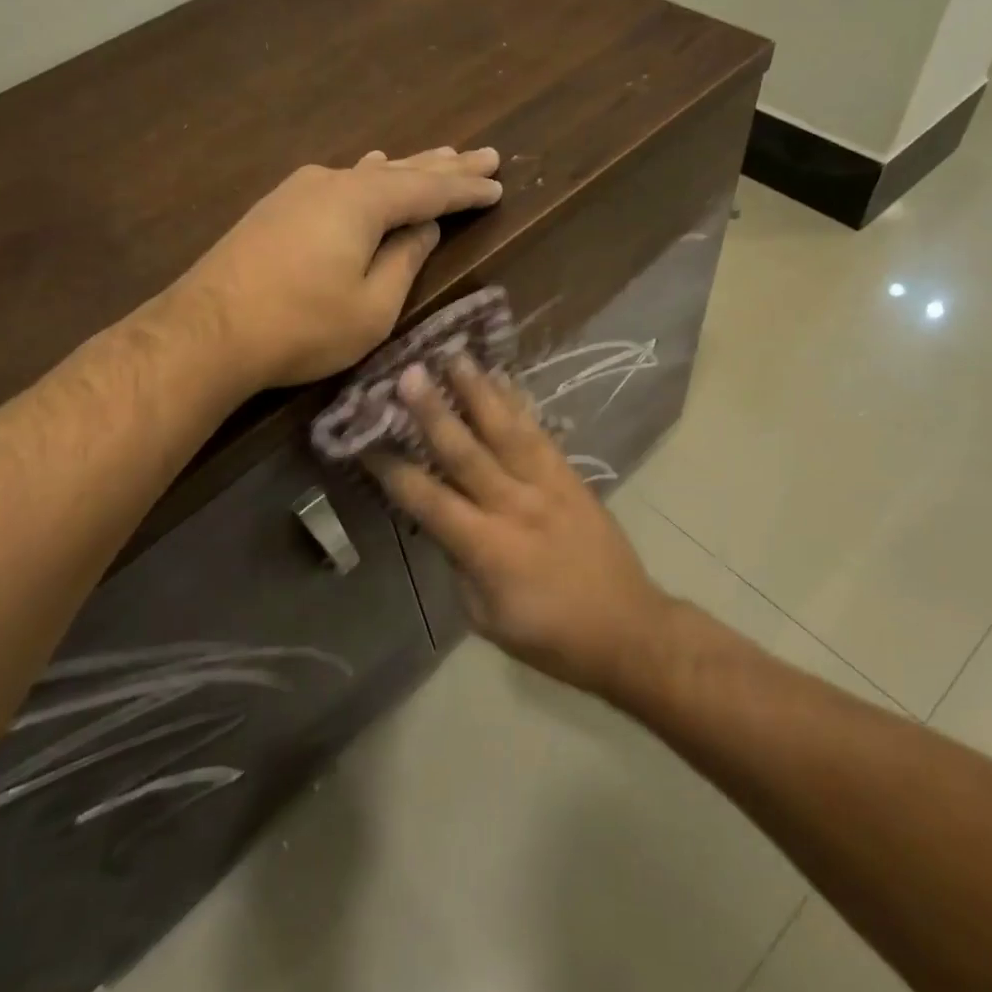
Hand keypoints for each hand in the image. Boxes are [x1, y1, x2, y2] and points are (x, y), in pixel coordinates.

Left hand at [176, 148, 501, 389]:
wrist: (208, 331)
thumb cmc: (302, 326)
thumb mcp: (372, 307)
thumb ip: (404, 262)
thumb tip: (423, 228)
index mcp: (364, 203)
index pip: (430, 191)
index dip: (466, 191)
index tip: (498, 184)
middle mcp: (333, 183)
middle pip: (402, 171)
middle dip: (446, 167)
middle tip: (484, 155)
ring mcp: (299, 191)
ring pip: (368, 174)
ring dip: (407, 168)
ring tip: (439, 156)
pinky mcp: (277, 209)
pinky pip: (339, 183)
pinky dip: (368, 178)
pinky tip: (370, 167)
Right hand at [372, 354, 673, 694]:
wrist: (627, 629)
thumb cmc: (550, 636)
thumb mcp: (486, 617)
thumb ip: (459, 564)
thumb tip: (440, 523)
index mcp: (487, 548)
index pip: (429, 501)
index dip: (393, 471)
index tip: (365, 442)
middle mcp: (514, 506)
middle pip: (466, 452)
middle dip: (433, 411)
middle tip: (407, 374)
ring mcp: (547, 486)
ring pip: (505, 430)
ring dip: (477, 391)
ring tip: (455, 355)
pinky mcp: (570, 477)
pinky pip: (540, 433)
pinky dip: (518, 403)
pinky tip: (503, 379)